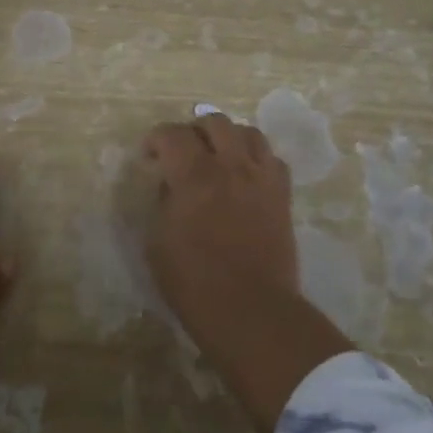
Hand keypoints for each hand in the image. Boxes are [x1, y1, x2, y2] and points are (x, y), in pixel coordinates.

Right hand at [143, 113, 297, 338]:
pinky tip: (245, 175)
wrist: (252, 310)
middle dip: (193, 130)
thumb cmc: (194, 282)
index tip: (149, 155)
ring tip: (218, 156)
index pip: (172, 134)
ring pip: (248, 133)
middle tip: (183, 151)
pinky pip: (272, 159)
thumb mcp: (157, 242)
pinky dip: (255, 158)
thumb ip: (162, 202)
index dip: (156, 139)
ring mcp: (261, 178)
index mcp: (193, 175)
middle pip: (214, 122)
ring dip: (228, 137)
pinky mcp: (283, 196)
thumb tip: (171, 185)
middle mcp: (230, 166)